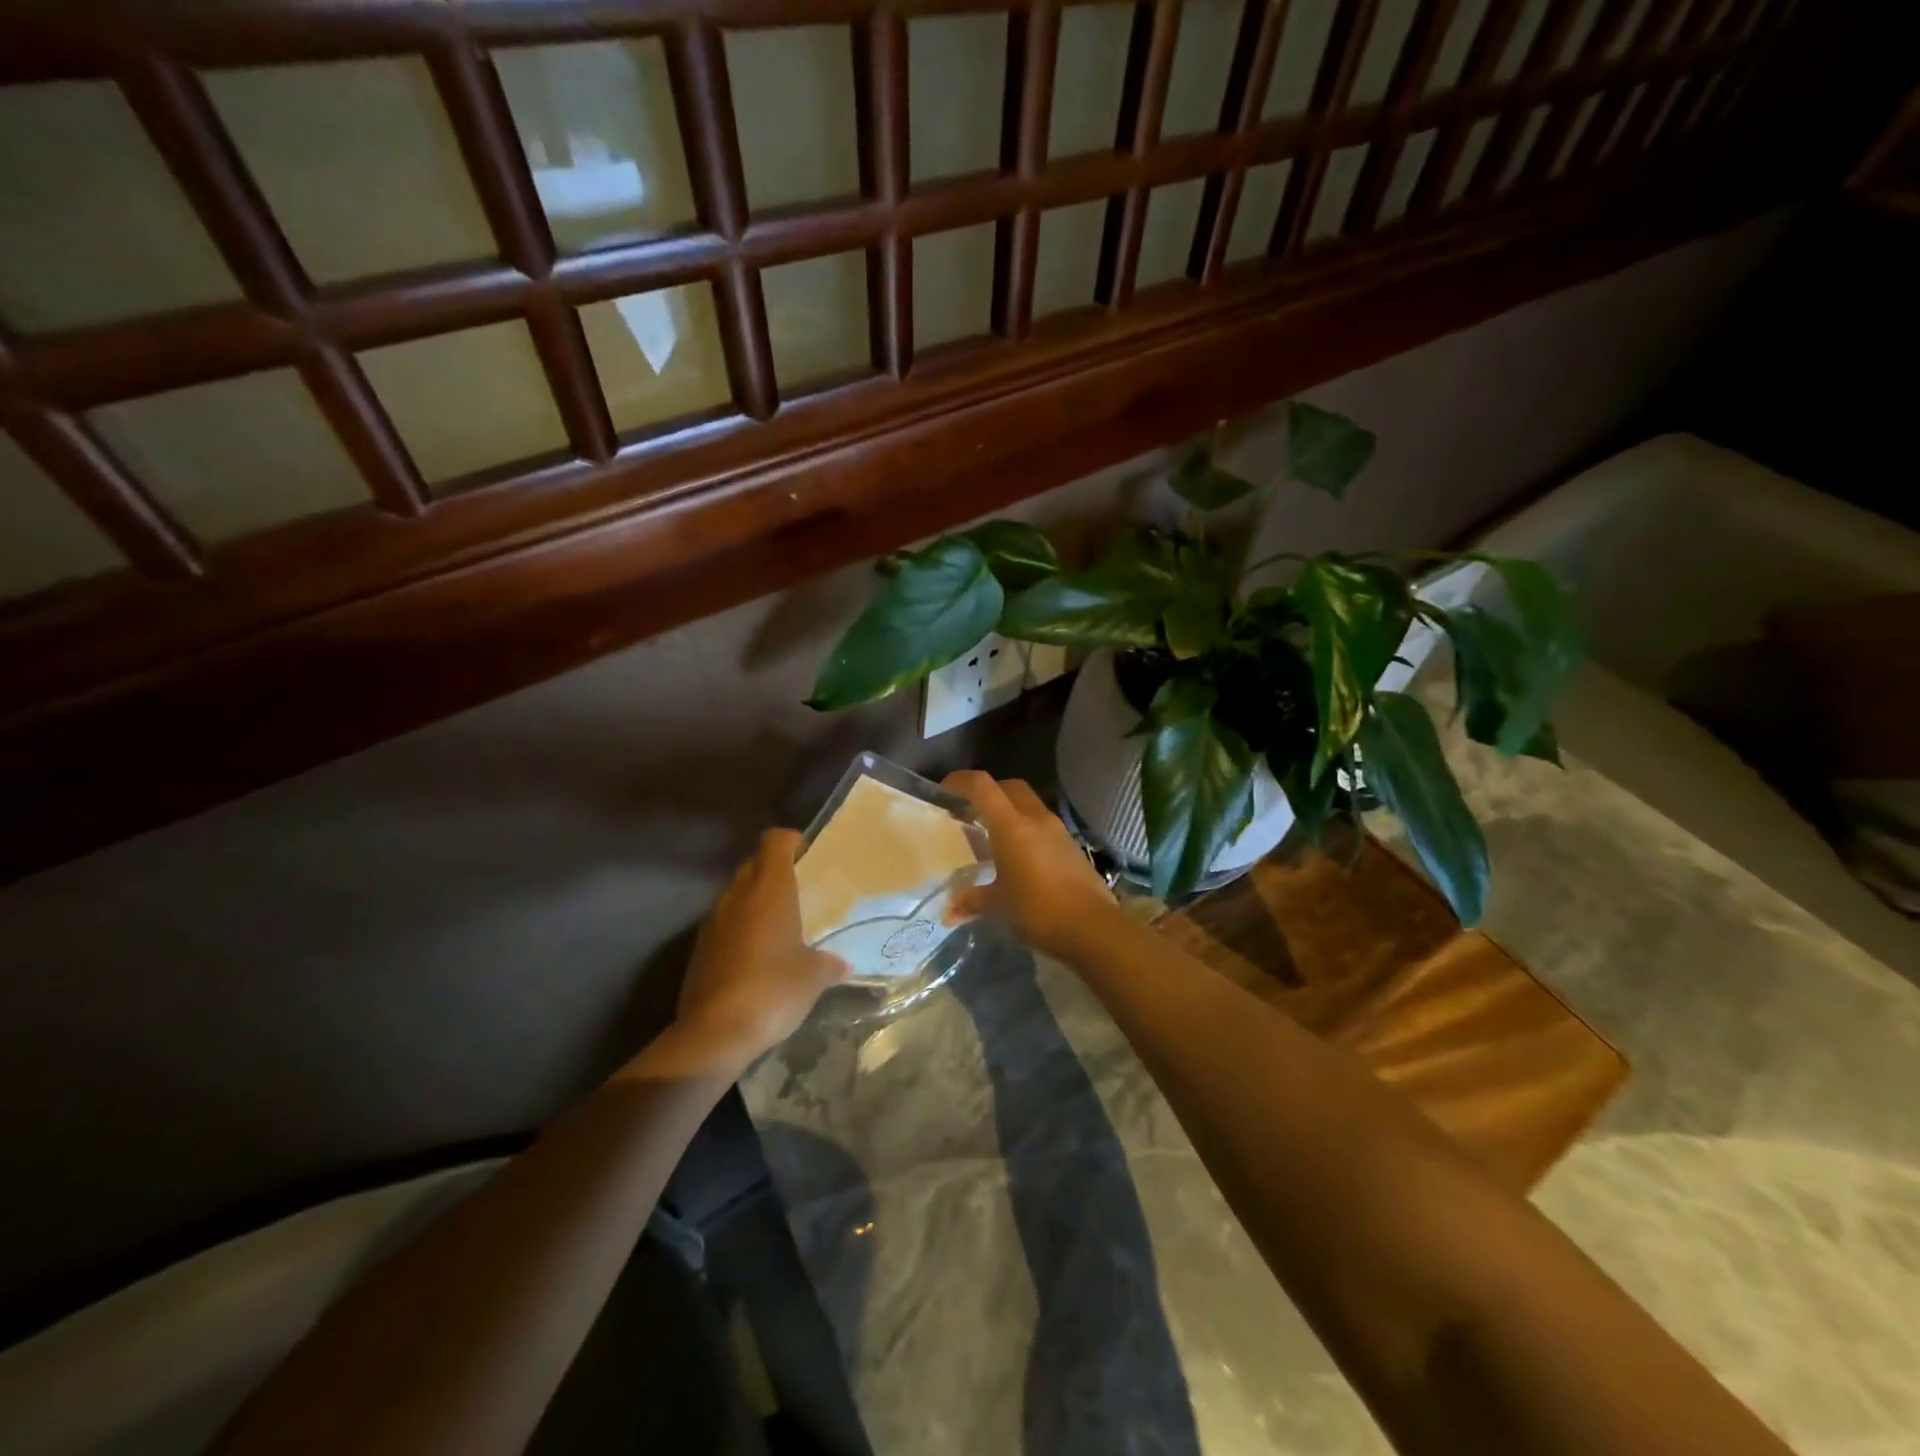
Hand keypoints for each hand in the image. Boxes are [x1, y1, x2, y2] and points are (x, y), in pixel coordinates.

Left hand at [675, 830, 848, 1059]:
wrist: (714, 1033)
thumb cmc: (773, 989)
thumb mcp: (814, 977)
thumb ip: (830, 964)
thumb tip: (843, 966)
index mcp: (770, 889)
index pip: (775, 840)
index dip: (793, 841)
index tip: (809, 855)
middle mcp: (738, 895)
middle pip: (755, 863)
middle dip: (775, 870)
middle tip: (801, 890)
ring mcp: (713, 921)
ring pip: (737, 894)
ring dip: (756, 900)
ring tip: (781, 924)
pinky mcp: (699, 948)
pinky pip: (724, 923)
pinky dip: (741, 927)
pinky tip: (758, 954)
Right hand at [942, 772, 1118, 960]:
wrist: (1092, 928)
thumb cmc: (1038, 910)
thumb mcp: (999, 906)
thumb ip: (972, 901)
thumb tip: (949, 912)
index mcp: (1012, 826)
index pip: (982, 787)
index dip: (961, 781)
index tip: (944, 789)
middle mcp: (1036, 819)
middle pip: (1010, 787)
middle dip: (989, 792)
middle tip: (971, 811)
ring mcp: (1058, 831)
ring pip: (1030, 805)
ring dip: (1011, 812)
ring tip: (994, 836)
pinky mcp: (1072, 847)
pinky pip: (1044, 826)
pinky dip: (1028, 830)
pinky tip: (1020, 857)